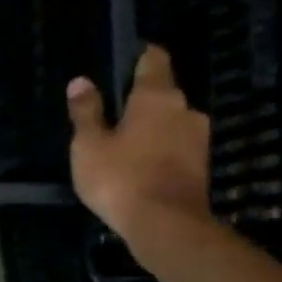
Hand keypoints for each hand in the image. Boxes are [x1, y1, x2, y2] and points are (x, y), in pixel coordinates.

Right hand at [66, 45, 211, 244]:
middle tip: (113, 107)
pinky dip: (158, 146)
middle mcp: (185, 110)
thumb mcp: (88, 144)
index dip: (141, 56)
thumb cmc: (120, 177)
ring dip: (150, 125)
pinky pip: (175, 144)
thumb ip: (86, 112)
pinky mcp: (200, 164)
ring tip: (122, 137)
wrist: (165, 224)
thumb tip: (81, 81)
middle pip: (162, 93)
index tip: (127, 56)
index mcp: (156, 98)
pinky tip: (138, 160)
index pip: (154, 61)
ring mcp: (198, 138)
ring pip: (170, 120)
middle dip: (140, 98)